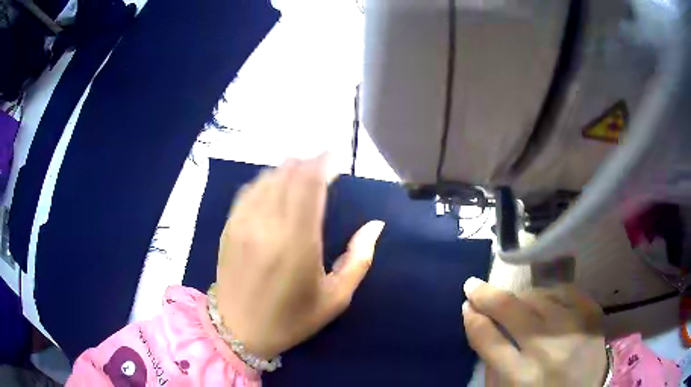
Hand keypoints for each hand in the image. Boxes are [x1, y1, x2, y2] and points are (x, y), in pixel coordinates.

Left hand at [215, 155, 384, 358]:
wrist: (239, 331)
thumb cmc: (291, 319)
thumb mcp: (335, 298)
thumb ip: (359, 259)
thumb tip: (375, 226)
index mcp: (298, 242)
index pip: (309, 185)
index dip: (322, 164)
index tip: (334, 156)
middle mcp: (268, 225)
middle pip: (287, 175)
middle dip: (306, 162)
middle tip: (320, 161)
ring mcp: (244, 224)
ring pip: (266, 179)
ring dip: (285, 169)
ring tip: (300, 169)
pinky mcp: (229, 228)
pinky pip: (248, 192)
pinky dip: (264, 181)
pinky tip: (273, 184)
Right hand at [462, 278, 606, 385]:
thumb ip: (491, 361)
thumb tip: (479, 323)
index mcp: (520, 377)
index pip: (487, 338)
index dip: (473, 318)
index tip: (466, 305)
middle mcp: (548, 351)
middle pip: (513, 310)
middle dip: (487, 294)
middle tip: (474, 285)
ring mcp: (575, 330)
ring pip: (541, 296)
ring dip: (521, 296)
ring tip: (515, 301)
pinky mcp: (594, 319)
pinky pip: (568, 292)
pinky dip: (551, 293)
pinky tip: (544, 299)